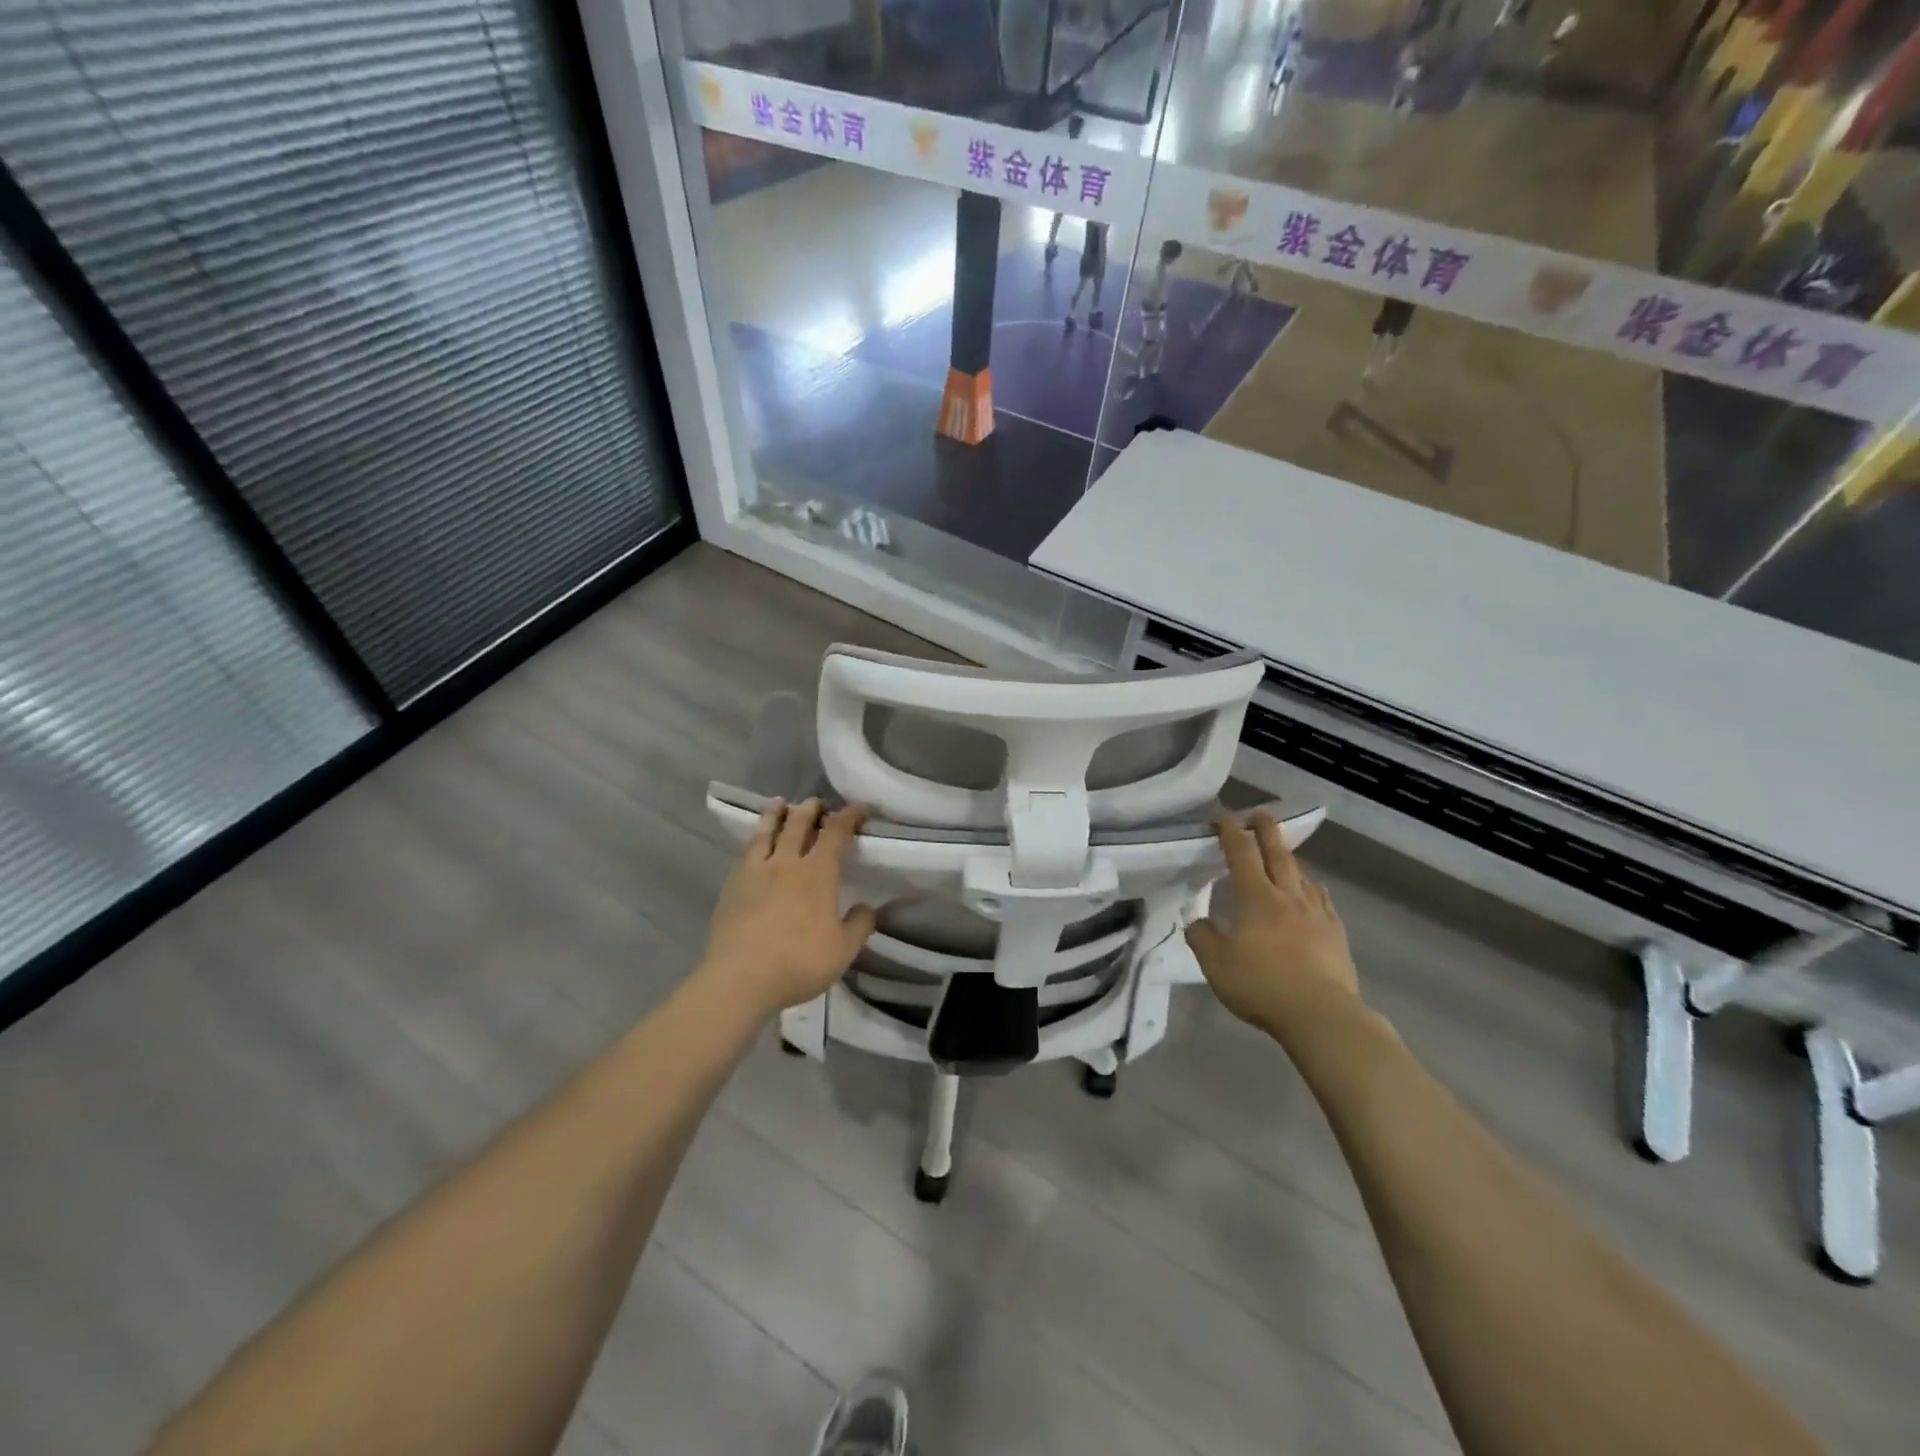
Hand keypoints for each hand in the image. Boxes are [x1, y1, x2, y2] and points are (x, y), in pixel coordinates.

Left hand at [700, 799, 876, 1014]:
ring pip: (766, 832)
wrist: (740, 979)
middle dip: (810, 809)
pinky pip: (746, 853)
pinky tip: (754, 845)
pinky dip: (754, 840)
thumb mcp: (843, 950)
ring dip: (775, 814)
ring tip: (779, 803)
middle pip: (798, 824)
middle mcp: (786, 863)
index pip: (836, 833)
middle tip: (816, 802)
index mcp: (817, 873)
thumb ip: (859, 925)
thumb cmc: (798, 962)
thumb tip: (867, 907)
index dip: (849, 816)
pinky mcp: (732, 886)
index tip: (859, 808)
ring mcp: (755, 872)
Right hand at [1186, 810, 1362, 1040]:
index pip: (1241, 854)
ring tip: (1283, 853)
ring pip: (1302, 875)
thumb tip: (1197, 921)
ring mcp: (1317, 914)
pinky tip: (1313, 891)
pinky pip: (1322, 899)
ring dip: (1289, 858)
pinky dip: (1312, 887)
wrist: (1321, 1015)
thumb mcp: (1216, 965)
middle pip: (1277, 853)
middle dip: (1265, 830)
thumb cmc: (1262, 985)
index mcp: (1256, 898)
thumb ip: (1203, 938)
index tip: (1222, 816)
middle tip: (1259, 813)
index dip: (1230, 832)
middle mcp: (1288, 897)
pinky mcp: (1336, 934)